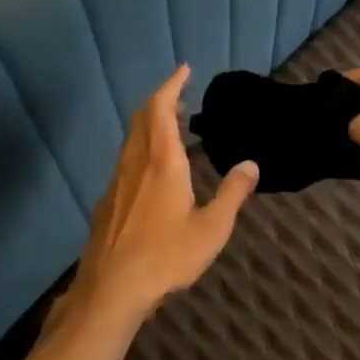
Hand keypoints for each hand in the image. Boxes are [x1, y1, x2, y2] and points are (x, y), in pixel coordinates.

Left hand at [62, 65, 258, 322]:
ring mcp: (117, 182)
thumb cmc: (166, 257)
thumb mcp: (211, 229)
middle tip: (182, 98)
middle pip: (142, 118)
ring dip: (151, 126)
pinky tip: (153, 173)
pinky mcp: (108, 202)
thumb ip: (232, 194)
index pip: (161, 108)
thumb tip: (251, 164)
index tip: (184, 70)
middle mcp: (135, 163)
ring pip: (131, 140)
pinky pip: (126, 162)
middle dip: (161, 101)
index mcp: (162, 162)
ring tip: (173, 130)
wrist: (111, 289)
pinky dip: (142, 150)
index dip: (172, 85)